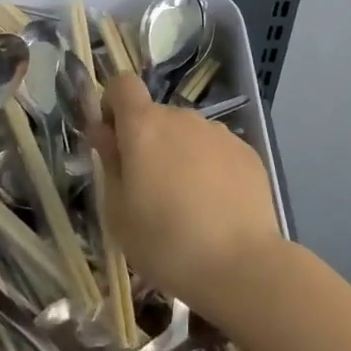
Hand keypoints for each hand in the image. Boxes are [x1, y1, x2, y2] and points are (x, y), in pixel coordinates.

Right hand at [91, 70, 283, 318]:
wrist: (241, 266)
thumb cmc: (166, 243)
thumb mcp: (118, 213)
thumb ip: (109, 163)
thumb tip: (104, 132)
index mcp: (144, 126)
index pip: (122, 85)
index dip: (113, 105)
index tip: (113, 141)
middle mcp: (181, 117)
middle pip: (156, 116)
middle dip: (148, 142)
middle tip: (149, 191)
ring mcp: (218, 131)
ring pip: (187, 134)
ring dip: (180, 156)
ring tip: (187, 206)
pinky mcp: (246, 151)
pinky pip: (216, 151)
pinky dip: (210, 169)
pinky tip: (216, 209)